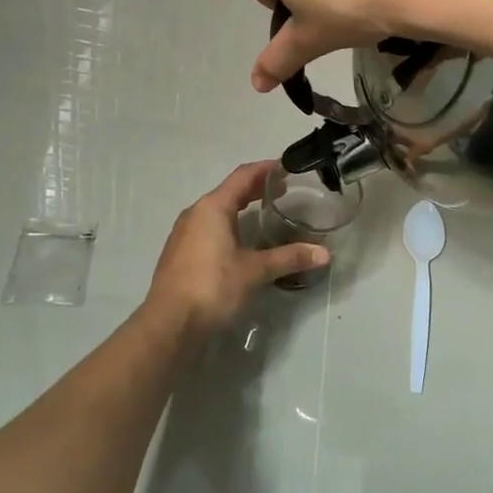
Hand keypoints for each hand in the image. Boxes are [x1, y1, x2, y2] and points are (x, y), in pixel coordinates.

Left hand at [143, 161, 329, 339]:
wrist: (168, 324)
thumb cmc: (212, 287)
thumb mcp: (254, 271)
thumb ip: (289, 258)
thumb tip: (324, 254)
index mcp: (213, 207)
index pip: (243, 176)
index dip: (266, 169)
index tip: (288, 168)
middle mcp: (196, 212)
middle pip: (230, 190)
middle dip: (257, 188)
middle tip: (284, 190)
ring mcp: (184, 232)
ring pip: (218, 209)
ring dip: (242, 206)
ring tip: (266, 212)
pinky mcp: (180, 251)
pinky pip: (209, 226)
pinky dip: (229, 223)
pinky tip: (242, 240)